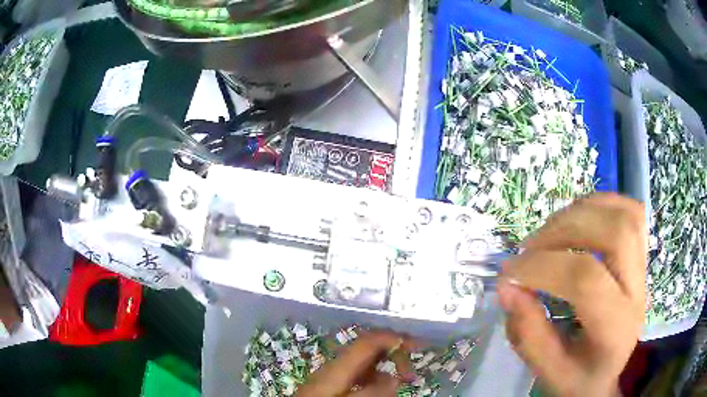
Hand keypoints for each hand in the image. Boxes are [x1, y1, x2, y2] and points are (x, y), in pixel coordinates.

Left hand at [296, 331, 415, 396]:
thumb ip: (373, 391)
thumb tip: (394, 377)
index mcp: (338, 366)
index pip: (368, 341)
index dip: (393, 338)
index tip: (416, 345)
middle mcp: (336, 365)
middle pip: (368, 349)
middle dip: (393, 353)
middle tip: (411, 370)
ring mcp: (333, 374)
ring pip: (365, 362)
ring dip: (386, 367)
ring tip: (401, 379)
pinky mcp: (331, 384)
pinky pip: (359, 374)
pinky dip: (375, 377)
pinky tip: (380, 387)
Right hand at [497, 193, 645, 396]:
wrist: (605, 376)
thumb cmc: (578, 379)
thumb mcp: (548, 372)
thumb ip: (528, 334)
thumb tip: (507, 287)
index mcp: (615, 329)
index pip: (587, 280)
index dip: (544, 267)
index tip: (510, 272)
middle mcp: (638, 292)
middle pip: (615, 233)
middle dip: (565, 230)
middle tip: (530, 247)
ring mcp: (643, 270)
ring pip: (625, 215)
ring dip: (581, 212)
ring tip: (550, 233)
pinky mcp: (641, 256)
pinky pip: (630, 211)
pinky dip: (600, 204)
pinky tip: (577, 218)